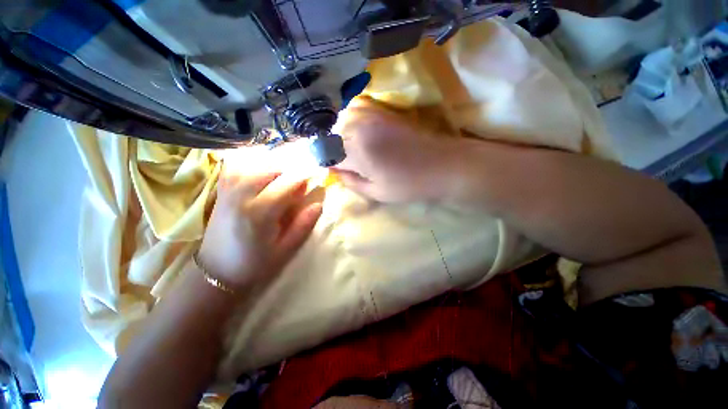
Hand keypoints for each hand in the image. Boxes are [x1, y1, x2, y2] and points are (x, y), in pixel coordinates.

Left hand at [198, 167, 322, 289]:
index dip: (303, 175)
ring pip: (252, 163)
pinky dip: (252, 163)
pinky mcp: (221, 192)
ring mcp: (228, 192)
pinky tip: (263, 170)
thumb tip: (318, 204)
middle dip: (290, 167)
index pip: (286, 184)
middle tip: (302, 175)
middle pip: (269, 168)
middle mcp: (241, 197)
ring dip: (273, 164)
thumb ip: (303, 225)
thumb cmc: (254, 264)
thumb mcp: (285, 250)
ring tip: (285, 173)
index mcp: (259, 213)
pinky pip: (236, 167)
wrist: (216, 271)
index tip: (316, 173)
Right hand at [333, 98, 457, 202]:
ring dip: (341, 138)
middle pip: (332, 137)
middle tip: (343, 165)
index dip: (325, 163)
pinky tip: (361, 138)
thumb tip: (334, 171)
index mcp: (357, 150)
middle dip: (332, 151)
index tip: (330, 171)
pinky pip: (357, 114)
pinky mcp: (383, 112)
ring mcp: (372, 116)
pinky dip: (352, 126)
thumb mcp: (376, 192)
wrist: (441, 164)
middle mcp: (360, 128)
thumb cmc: (409, 184)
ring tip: (352, 153)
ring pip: (342, 124)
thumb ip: (350, 181)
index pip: (326, 153)